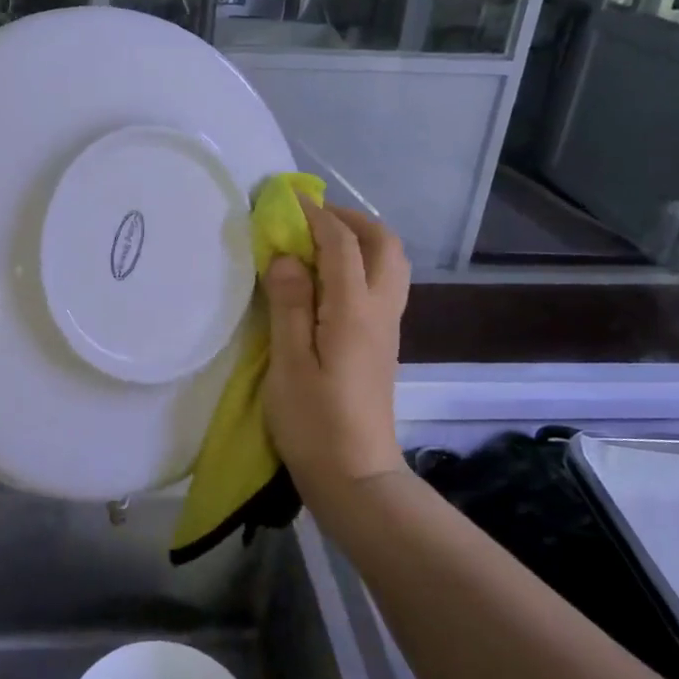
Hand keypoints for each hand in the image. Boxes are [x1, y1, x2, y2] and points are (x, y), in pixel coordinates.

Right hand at [261, 201, 408, 496]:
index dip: (316, 216)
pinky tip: (330, 280)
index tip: (288, 201)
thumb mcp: (289, 363)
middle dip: (352, 220)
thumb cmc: (314, 422)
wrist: (356, 477)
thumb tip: (287, 257)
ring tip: (321, 243)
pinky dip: (362, 264)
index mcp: (354, 311)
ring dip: (362, 240)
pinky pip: (383, 285)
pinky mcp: (383, 345)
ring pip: (391, 265)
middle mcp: (380, 311)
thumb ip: (289, 304)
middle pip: (385, 246)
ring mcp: (387, 329)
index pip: (342, 245)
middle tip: (313, 219)